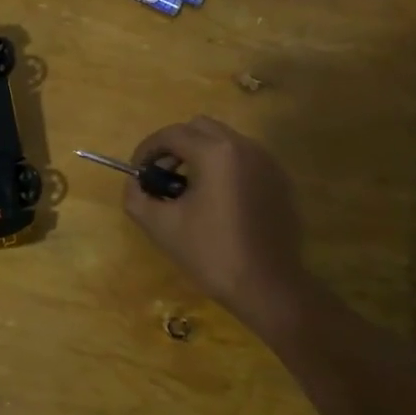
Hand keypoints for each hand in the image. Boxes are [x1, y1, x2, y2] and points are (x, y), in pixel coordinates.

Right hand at [123, 116, 308, 325]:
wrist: (268, 287)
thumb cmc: (212, 254)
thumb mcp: (161, 226)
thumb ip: (137, 196)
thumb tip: (135, 183)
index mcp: (215, 152)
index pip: (171, 134)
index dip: (147, 150)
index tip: (138, 172)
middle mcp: (244, 146)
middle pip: (199, 128)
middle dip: (175, 146)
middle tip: (162, 176)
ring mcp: (267, 161)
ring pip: (224, 140)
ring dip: (200, 154)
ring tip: (188, 189)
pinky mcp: (280, 179)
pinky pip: (244, 159)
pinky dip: (224, 167)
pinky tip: (217, 200)